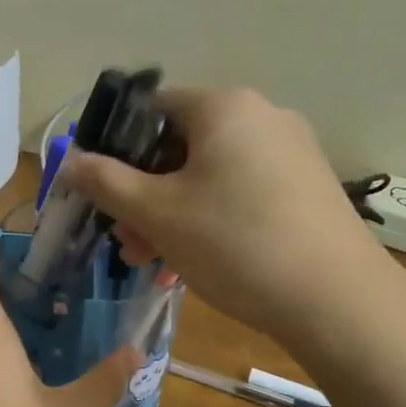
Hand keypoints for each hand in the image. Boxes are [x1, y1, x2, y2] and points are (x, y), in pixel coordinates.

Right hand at [59, 87, 371, 340]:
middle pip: (181, 146)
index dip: (117, 148)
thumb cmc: (235, 243)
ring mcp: (292, 151)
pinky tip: (202, 259)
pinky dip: (214, 216)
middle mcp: (262, 115)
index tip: (104, 193)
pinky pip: (244, 189)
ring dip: (175, 211)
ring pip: (211, 173)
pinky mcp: (309, 186)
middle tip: (128, 240)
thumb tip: (68, 157)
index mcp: (224, 106)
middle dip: (145, 193)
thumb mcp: (157, 214)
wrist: (337, 300)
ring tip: (158, 260)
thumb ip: (105, 181)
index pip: (152, 109)